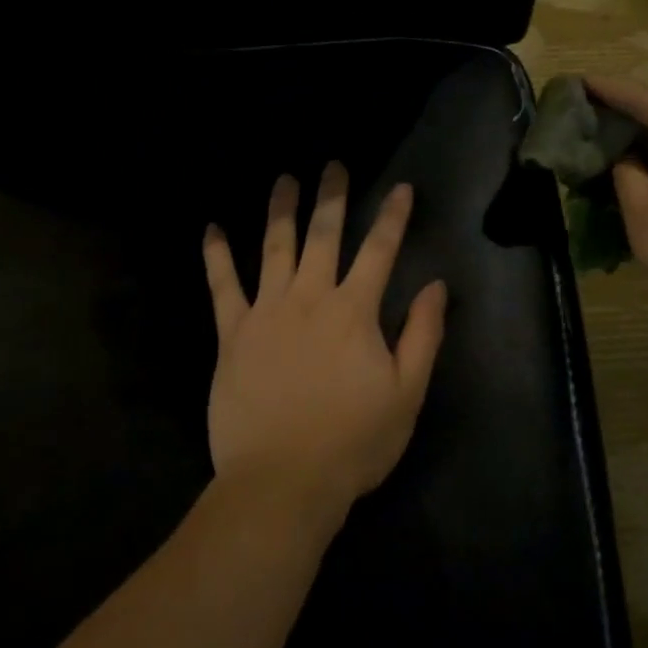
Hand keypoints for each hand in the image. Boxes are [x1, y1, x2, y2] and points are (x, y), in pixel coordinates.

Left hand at [202, 164, 447, 524]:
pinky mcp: (233, 334)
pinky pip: (222, 287)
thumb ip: (423, 335)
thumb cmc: (352, 442)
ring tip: (284, 179)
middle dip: (332, 197)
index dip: (393, 216)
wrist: (282, 483)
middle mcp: (309, 298)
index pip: (379, 250)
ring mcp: (267, 312)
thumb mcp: (406, 394)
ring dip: (281, 209)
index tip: (401, 187)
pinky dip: (217, 256)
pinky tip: (211, 229)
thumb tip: (436, 285)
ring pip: (274, 248)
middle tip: (333, 164)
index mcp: (354, 311)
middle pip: (323, 235)